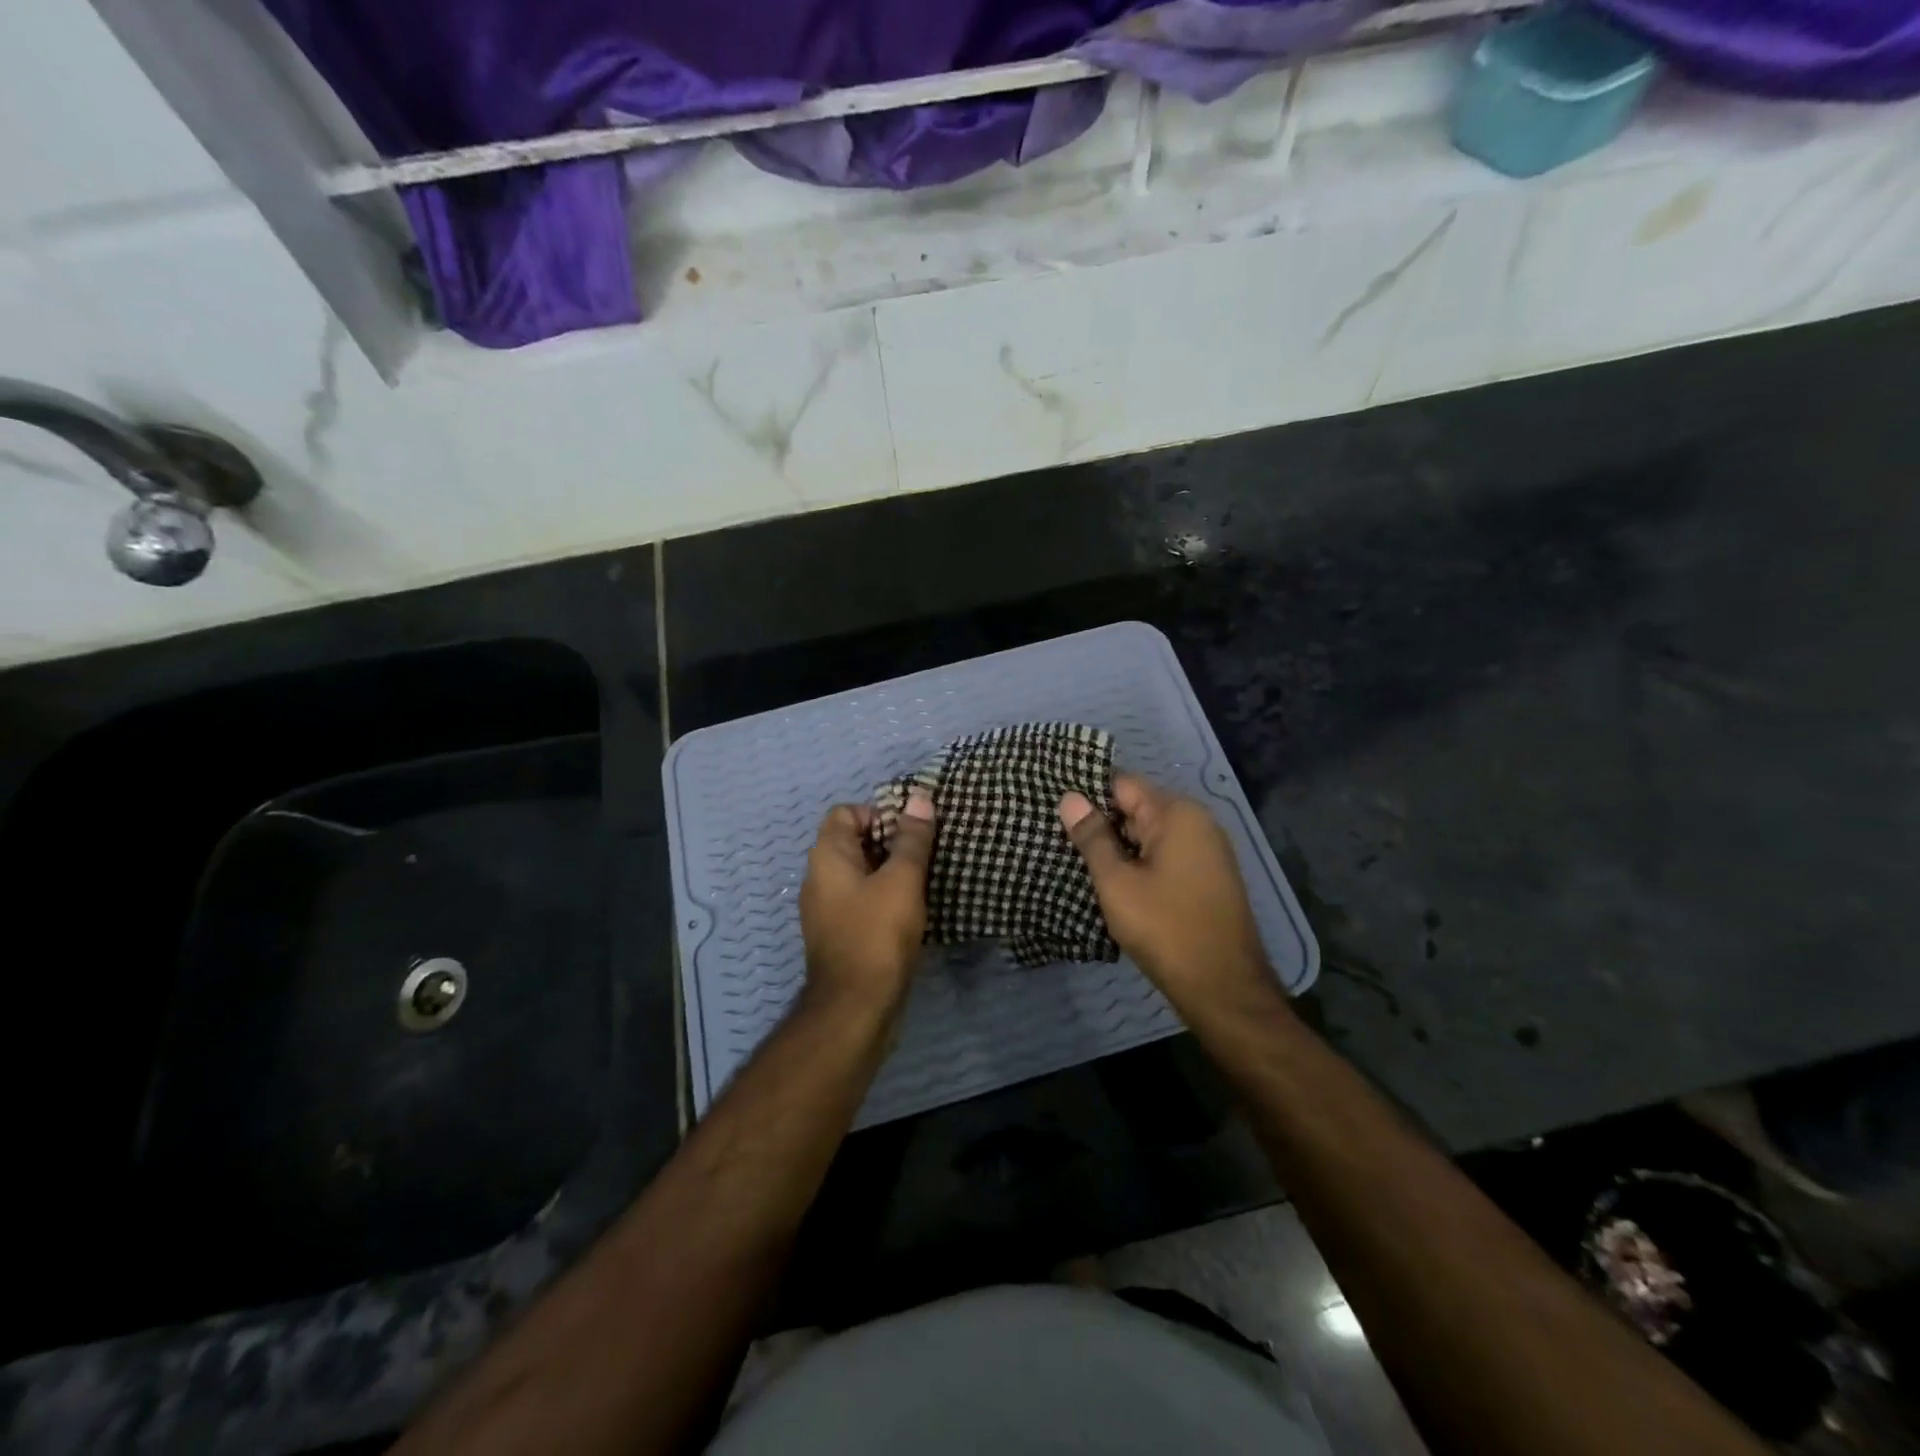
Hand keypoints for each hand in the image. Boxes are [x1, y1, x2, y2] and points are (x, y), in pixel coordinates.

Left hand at [798, 789, 934, 1020]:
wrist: (856, 1008)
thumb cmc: (877, 934)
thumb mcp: (902, 880)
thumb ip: (911, 838)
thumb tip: (919, 798)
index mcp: (827, 857)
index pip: (847, 812)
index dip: (880, 813)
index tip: (912, 832)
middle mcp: (820, 878)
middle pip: (855, 841)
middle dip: (891, 842)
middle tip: (927, 853)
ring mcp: (828, 909)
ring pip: (862, 874)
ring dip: (892, 872)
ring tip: (926, 879)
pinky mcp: (841, 934)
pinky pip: (863, 901)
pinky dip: (886, 898)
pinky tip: (914, 910)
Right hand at [1059, 774, 1273, 1016]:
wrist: (1223, 987)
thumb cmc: (1165, 928)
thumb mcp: (1117, 881)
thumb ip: (1092, 837)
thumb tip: (1069, 797)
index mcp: (1177, 813)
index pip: (1122, 784)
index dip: (1087, 795)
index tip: (1055, 809)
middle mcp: (1197, 822)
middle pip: (1137, 808)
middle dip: (1101, 823)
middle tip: (1059, 839)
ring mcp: (1206, 850)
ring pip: (1149, 835)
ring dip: (1118, 847)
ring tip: (1077, 861)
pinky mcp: (1207, 876)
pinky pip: (1164, 855)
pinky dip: (1139, 864)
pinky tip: (1113, 883)